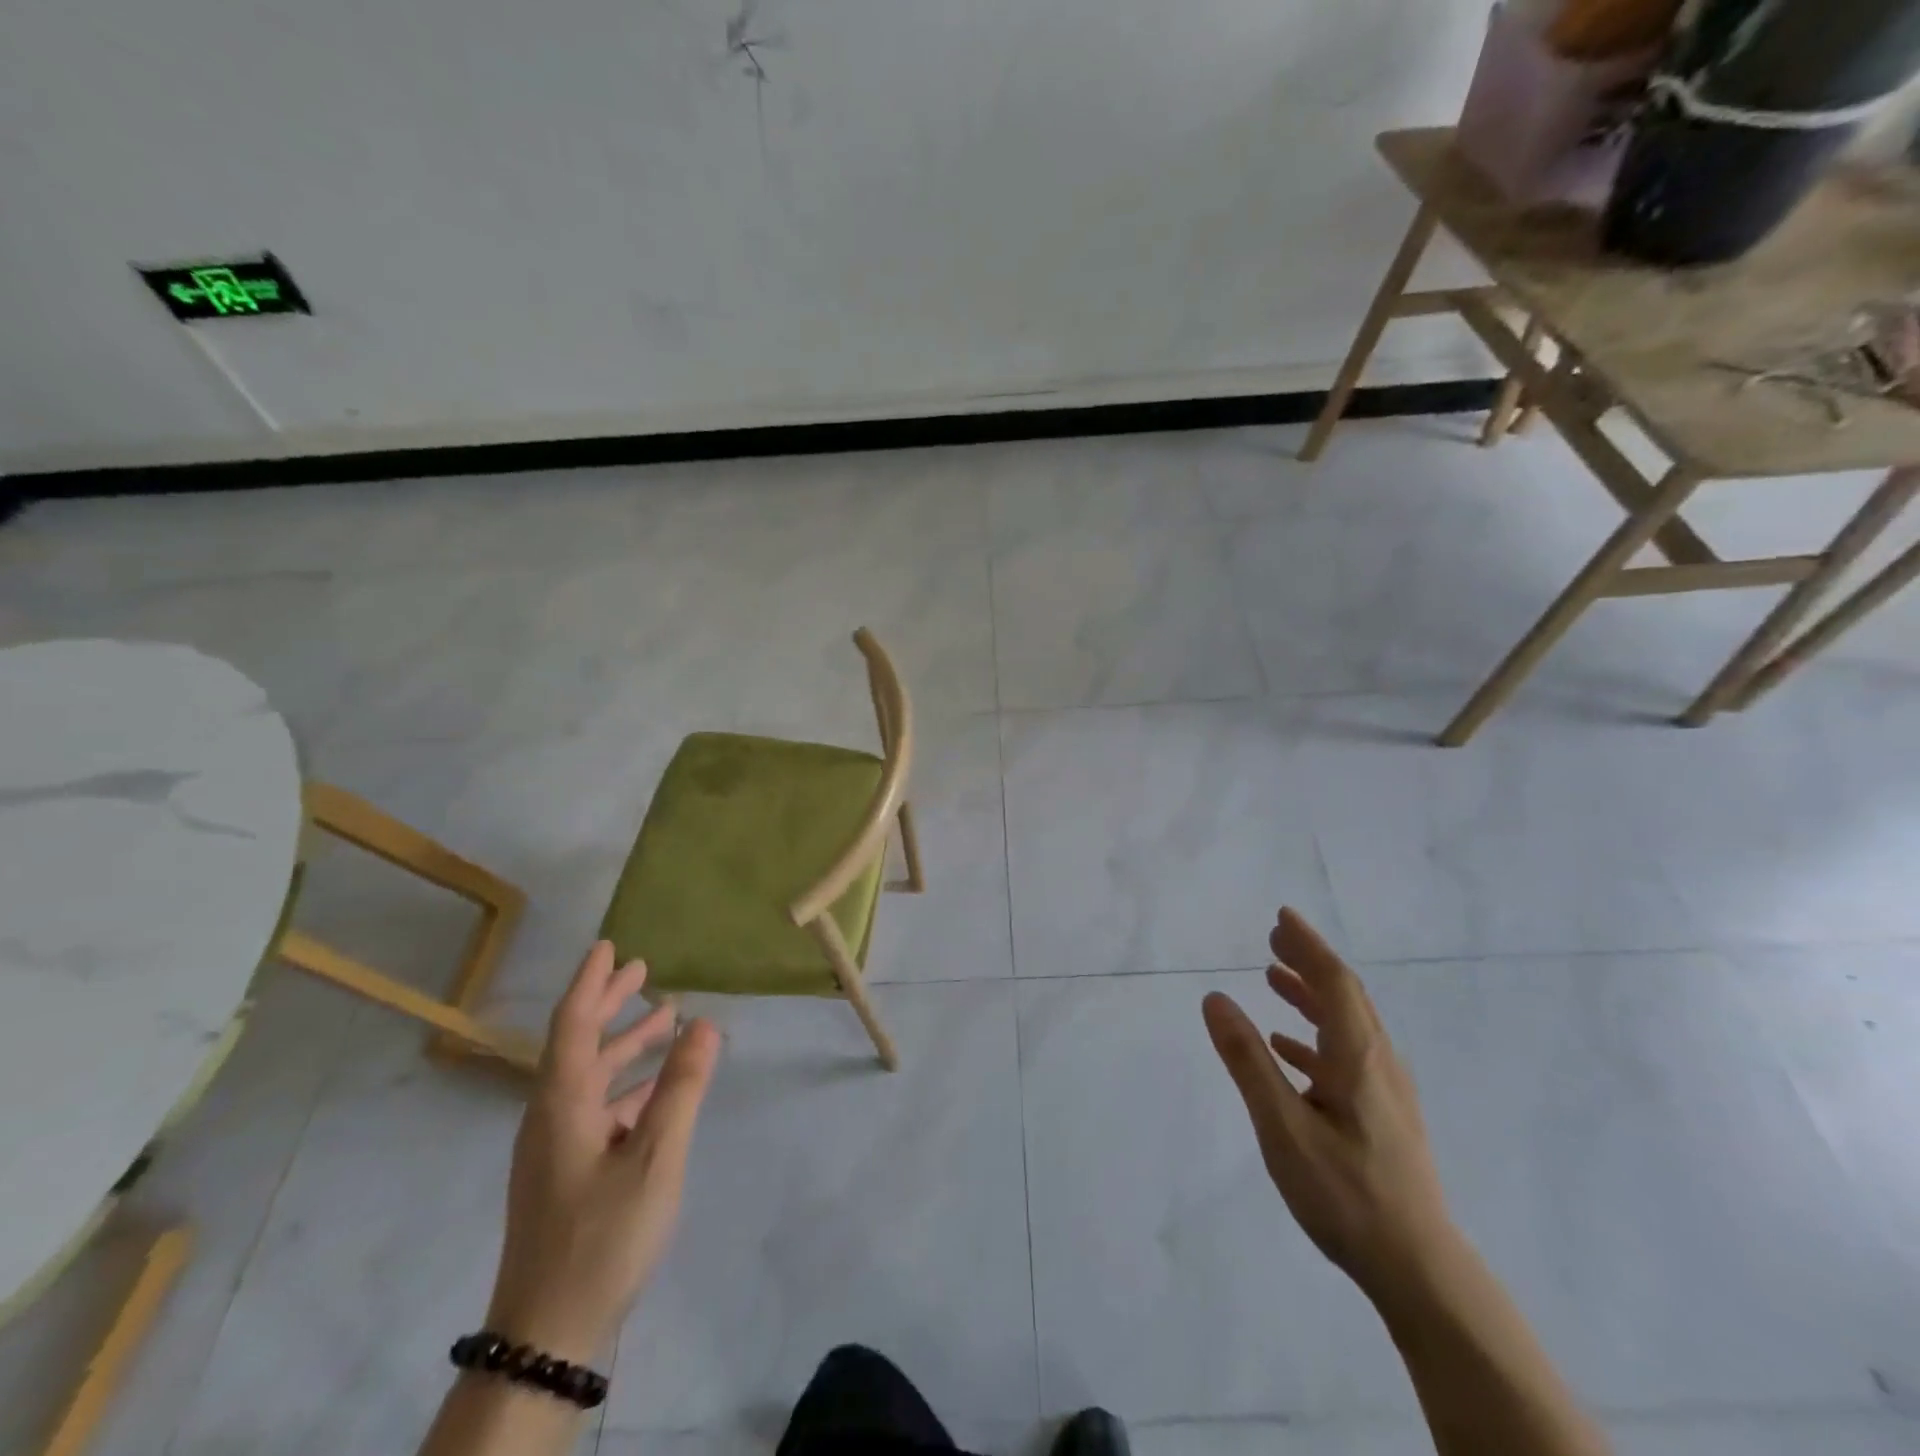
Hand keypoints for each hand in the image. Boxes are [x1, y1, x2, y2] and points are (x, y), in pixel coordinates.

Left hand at [486, 941, 720, 1361]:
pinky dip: (628, 1085)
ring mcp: (555, 1147)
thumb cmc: (603, 1235)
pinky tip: (657, 1089)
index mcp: (562, 1103)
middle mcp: (551, 1116)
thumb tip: (704, 1023)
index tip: (609, 945)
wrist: (549, 1334)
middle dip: (610, 1004)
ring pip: (591, 1077)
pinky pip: (597, 1108)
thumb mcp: (655, 1156)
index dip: (590, 981)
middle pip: (579, 1044)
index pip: (572, 1023)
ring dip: (625, 1045)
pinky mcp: (565, 1173)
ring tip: (665, 1019)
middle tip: (643, 969)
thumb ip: (681, 1087)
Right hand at [1202, 908, 1456, 1303]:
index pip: (1333, 981)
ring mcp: (1386, 1091)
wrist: (1420, 1270)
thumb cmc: (1345, 1193)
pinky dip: (1315, 1036)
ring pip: (1347, 1024)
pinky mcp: (1384, 1116)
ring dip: (1311, 995)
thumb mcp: (1282, 1126)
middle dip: (1309, 961)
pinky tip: (1289, 1048)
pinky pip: (1347, 1055)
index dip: (1307, 945)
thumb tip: (1215, 998)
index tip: (1281, 916)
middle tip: (1275, 936)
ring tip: (1274, 978)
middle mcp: (1378, 1063)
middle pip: (1345, 996)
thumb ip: (1247, 1060)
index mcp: (1358, 1056)